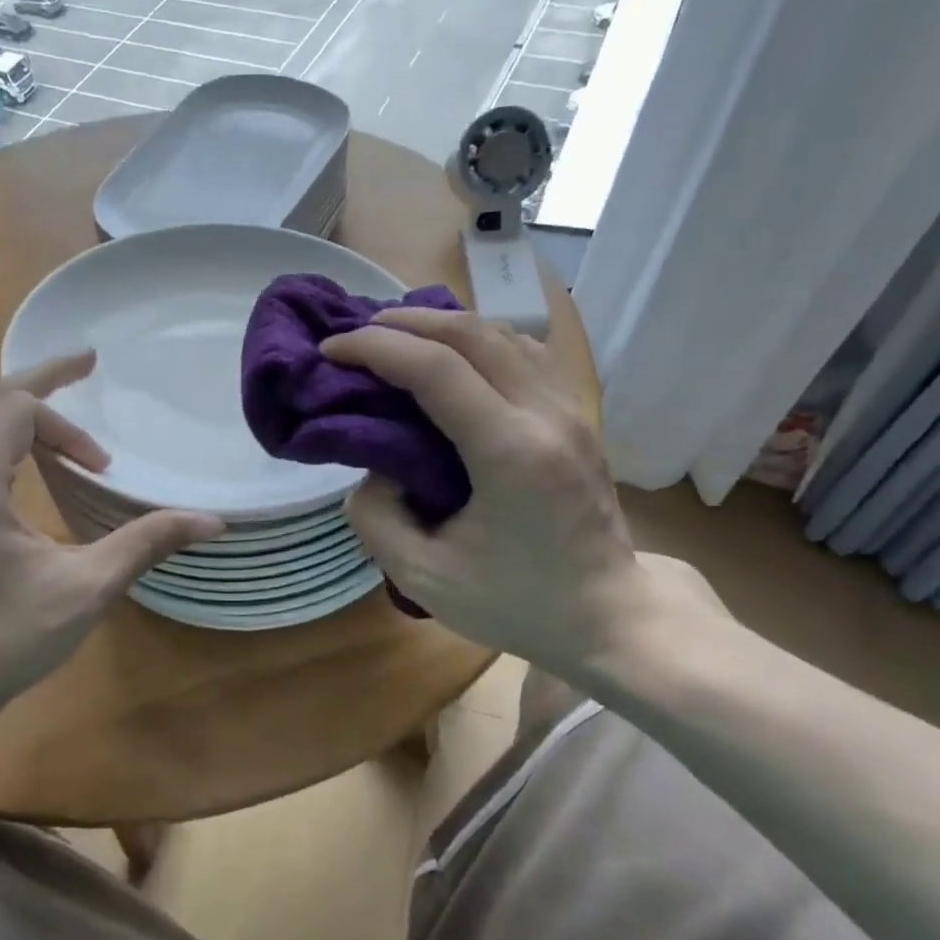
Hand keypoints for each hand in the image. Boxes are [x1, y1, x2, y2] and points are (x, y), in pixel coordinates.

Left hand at [0, 354, 222, 728]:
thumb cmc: (7, 640)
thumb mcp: (87, 588)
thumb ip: (147, 542)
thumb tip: (213, 521)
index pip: (15, 407)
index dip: (64, 409)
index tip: (102, 429)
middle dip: (39, 387)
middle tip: (84, 371)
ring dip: (18, 418)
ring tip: (67, 435)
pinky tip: (27, 468)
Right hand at [320, 310, 654, 679]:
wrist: (606, 617)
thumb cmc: (515, 603)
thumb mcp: (422, 577)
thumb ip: (377, 517)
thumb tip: (376, 468)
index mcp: (510, 452)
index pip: (436, 369)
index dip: (376, 349)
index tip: (332, 350)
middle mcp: (547, 415)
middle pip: (472, 334)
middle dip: (406, 322)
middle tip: (357, 332)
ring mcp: (571, 411)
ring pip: (504, 334)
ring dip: (444, 326)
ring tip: (398, 336)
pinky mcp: (578, 418)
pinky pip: (526, 354)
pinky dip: (480, 340)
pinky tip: (455, 356)